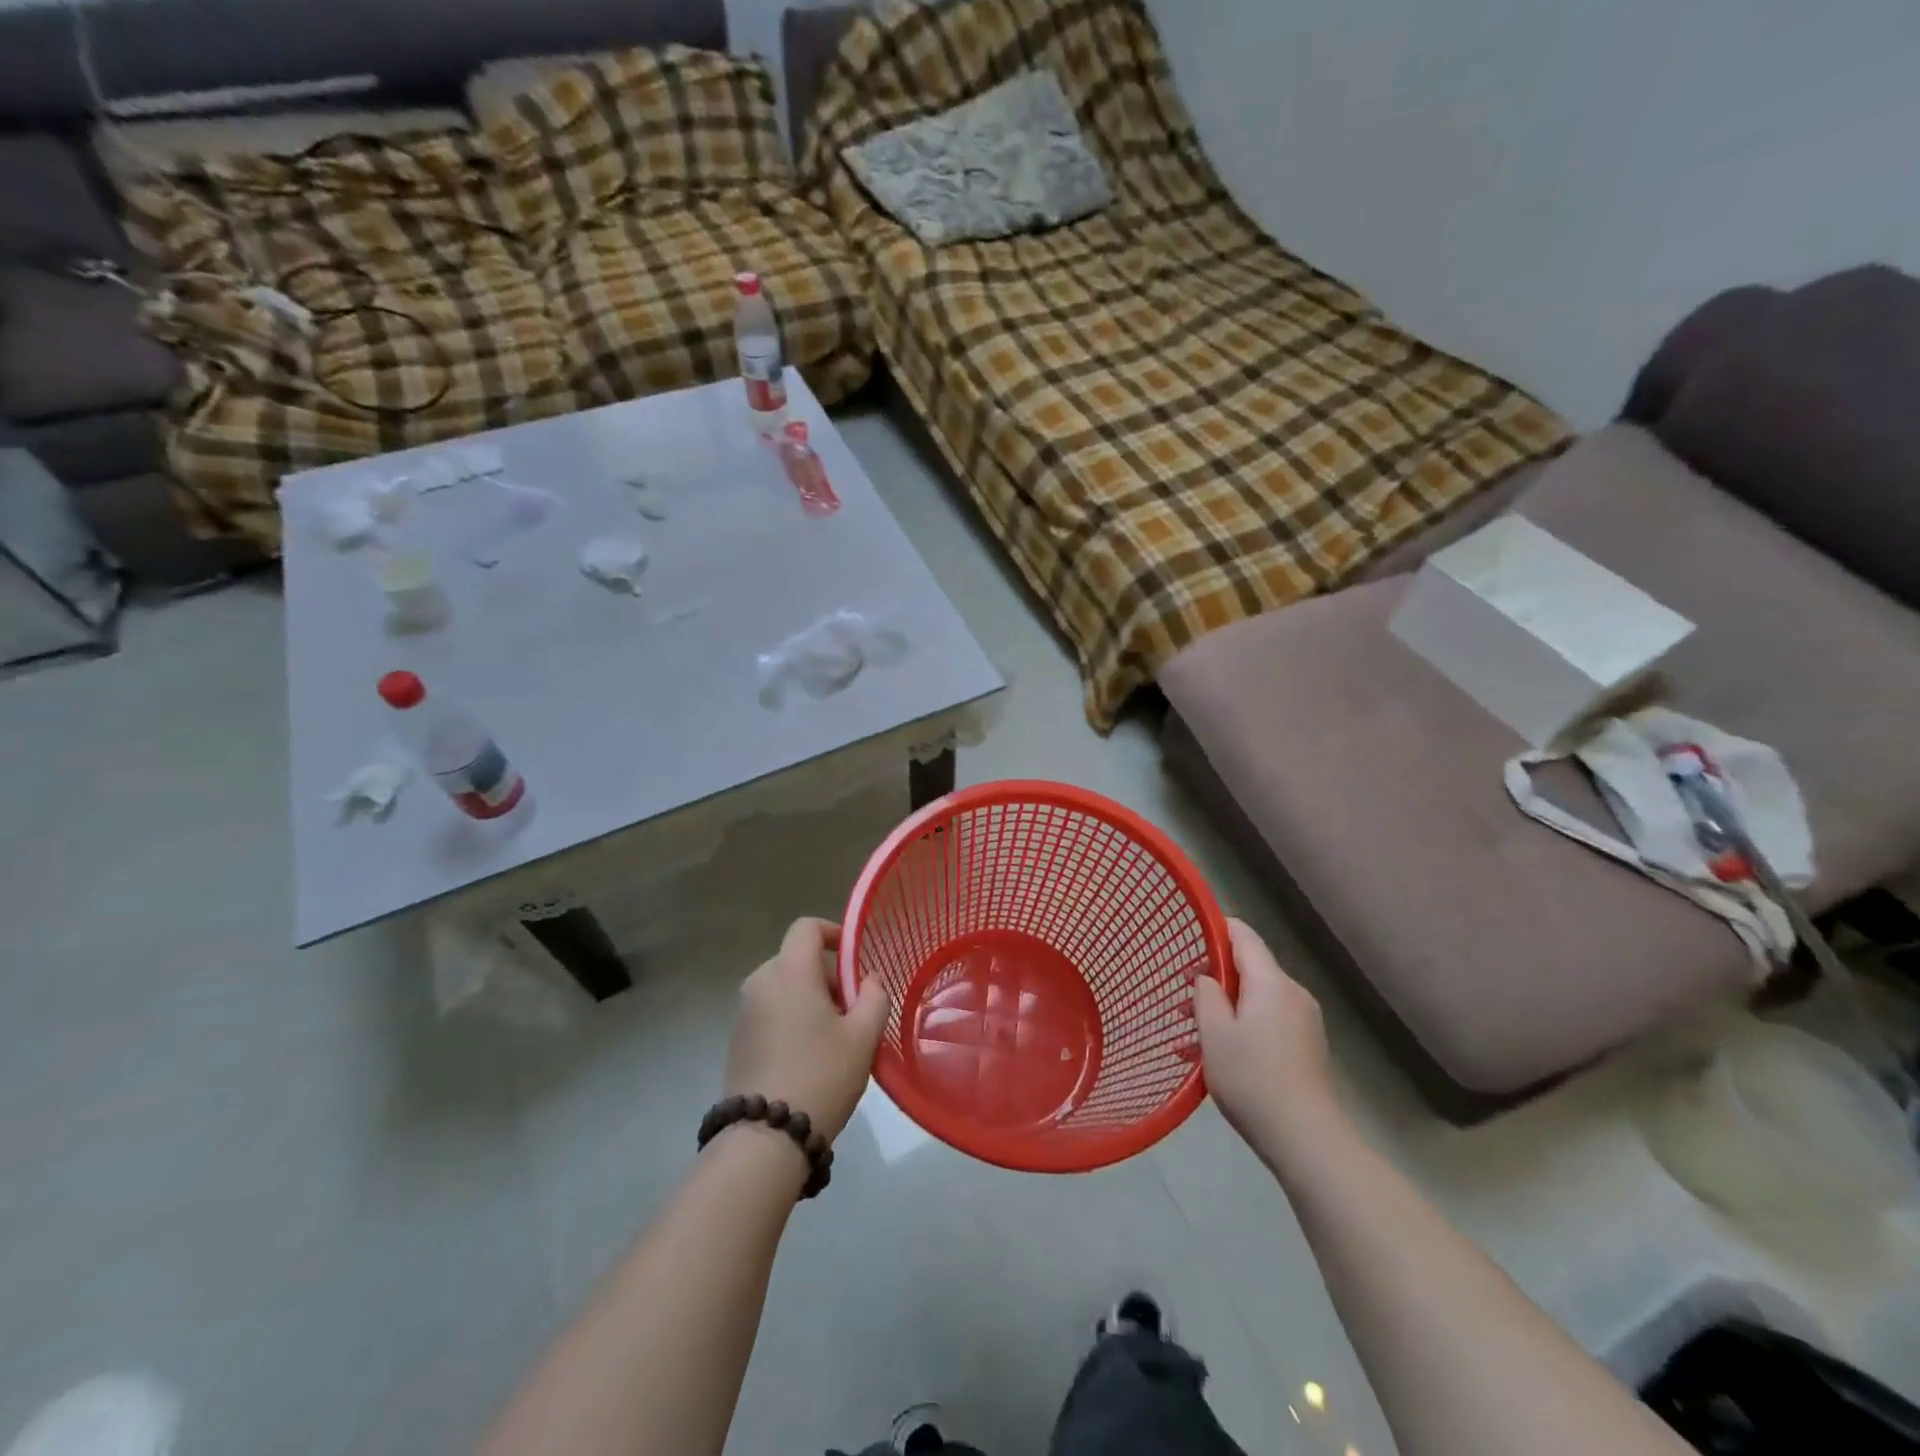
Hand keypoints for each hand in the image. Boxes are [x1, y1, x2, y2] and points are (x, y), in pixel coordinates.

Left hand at [723, 918, 889, 1145]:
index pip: (806, 928)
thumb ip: (874, 996)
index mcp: (789, 972)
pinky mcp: (736, 1040)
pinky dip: (791, 1018)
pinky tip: (808, 1056)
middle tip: (852, 1011)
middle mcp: (760, 982)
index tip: (853, 959)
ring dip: (810, 999)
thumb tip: (868, 980)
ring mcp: (744, 1012)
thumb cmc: (821, 1075)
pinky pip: (770, 1011)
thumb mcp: (863, 1036)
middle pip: (797, 960)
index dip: (832, 933)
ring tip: (833, 1038)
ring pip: (784, 987)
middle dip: (827, 976)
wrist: (764, 1138)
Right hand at [1194, 920, 1339, 1160]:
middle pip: (1249, 968)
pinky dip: (1242, 1026)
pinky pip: (1268, 1021)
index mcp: (1271, 982)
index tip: (1188, 937)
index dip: (1215, 928)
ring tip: (1191, 1034)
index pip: (1243, 935)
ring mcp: (1304, 1021)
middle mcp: (1293, 993)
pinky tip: (1218, 1056)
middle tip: (1181, 999)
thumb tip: (1207, 977)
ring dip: (1224, 1007)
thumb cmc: (1252, 1078)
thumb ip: (1206, 994)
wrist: (1307, 1139)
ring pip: (1256, 998)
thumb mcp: (1214, 1033)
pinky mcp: (1307, 1047)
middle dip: (1214, 978)